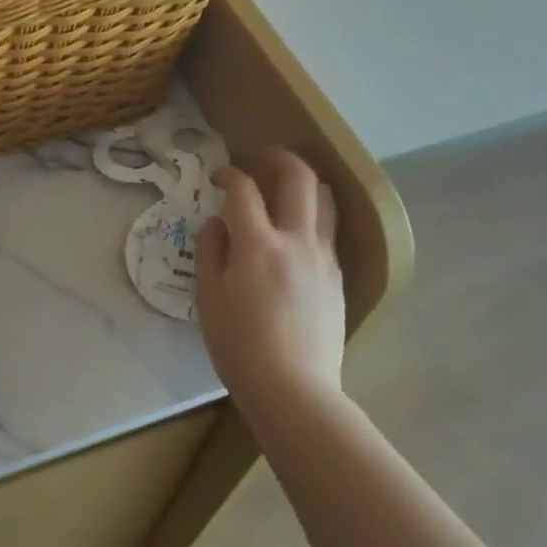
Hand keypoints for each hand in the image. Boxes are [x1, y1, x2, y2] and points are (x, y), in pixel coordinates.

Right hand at [196, 150, 346, 403]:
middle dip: (280, 158)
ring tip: (288, 184)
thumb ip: (210, 250)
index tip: (219, 176)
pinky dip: (314, 216)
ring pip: (326, 201)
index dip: (228, 174)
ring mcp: (324, 259)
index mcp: (258, 244)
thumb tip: (218, 223)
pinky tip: (298, 230)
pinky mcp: (338, 278)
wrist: (294, 389)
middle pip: (300, 179)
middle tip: (263, 157)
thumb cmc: (239, 345)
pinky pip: (329, 232)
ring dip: (306, 182)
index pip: (244, 190)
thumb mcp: (208, 296)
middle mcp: (297, 241)